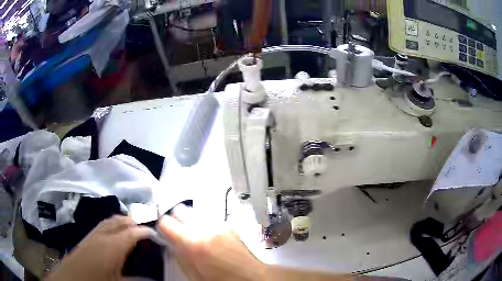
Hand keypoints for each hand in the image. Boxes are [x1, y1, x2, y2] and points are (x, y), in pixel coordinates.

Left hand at [47, 215, 150, 280]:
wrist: (70, 280)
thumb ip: (135, 278)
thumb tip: (152, 277)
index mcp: (111, 247)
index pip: (131, 233)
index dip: (144, 232)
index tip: (155, 233)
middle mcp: (101, 236)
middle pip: (118, 222)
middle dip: (132, 222)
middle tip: (144, 226)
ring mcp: (91, 236)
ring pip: (108, 222)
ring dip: (121, 221)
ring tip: (131, 226)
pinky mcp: (85, 240)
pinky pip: (100, 226)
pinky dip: (110, 225)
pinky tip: (113, 232)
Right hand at [159, 205, 265, 280]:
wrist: (251, 276)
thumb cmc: (225, 280)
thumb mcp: (194, 274)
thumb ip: (179, 255)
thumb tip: (170, 243)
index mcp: (194, 244)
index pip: (166, 222)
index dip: (162, 226)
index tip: (163, 231)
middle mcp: (206, 230)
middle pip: (180, 209)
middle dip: (176, 219)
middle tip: (177, 231)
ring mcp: (219, 226)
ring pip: (195, 211)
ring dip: (190, 220)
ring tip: (193, 235)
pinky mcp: (228, 226)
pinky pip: (208, 217)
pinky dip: (203, 223)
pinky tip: (207, 236)